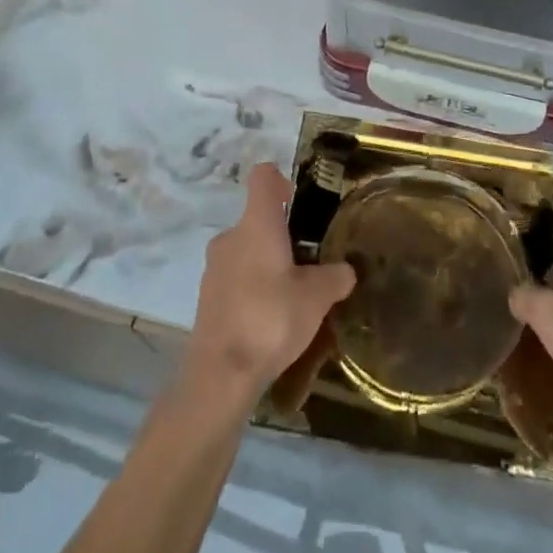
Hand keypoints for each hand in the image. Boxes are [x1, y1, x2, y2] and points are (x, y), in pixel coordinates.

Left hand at [186, 162, 355, 409]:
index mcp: (256, 224)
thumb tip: (345, 271)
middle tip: (308, 261)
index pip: (263, 177)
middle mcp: (231, 236)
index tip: (297, 199)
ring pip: (246, 251)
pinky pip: (235, 278)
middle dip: (282, 235)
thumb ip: (334, 277)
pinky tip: (270, 318)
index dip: (280, 179)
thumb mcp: (316, 298)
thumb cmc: (270, 319)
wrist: (220, 375)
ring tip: (292, 295)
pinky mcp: (207, 297)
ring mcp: (214, 267)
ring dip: (267, 263)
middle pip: (257, 219)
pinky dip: (253, 287)